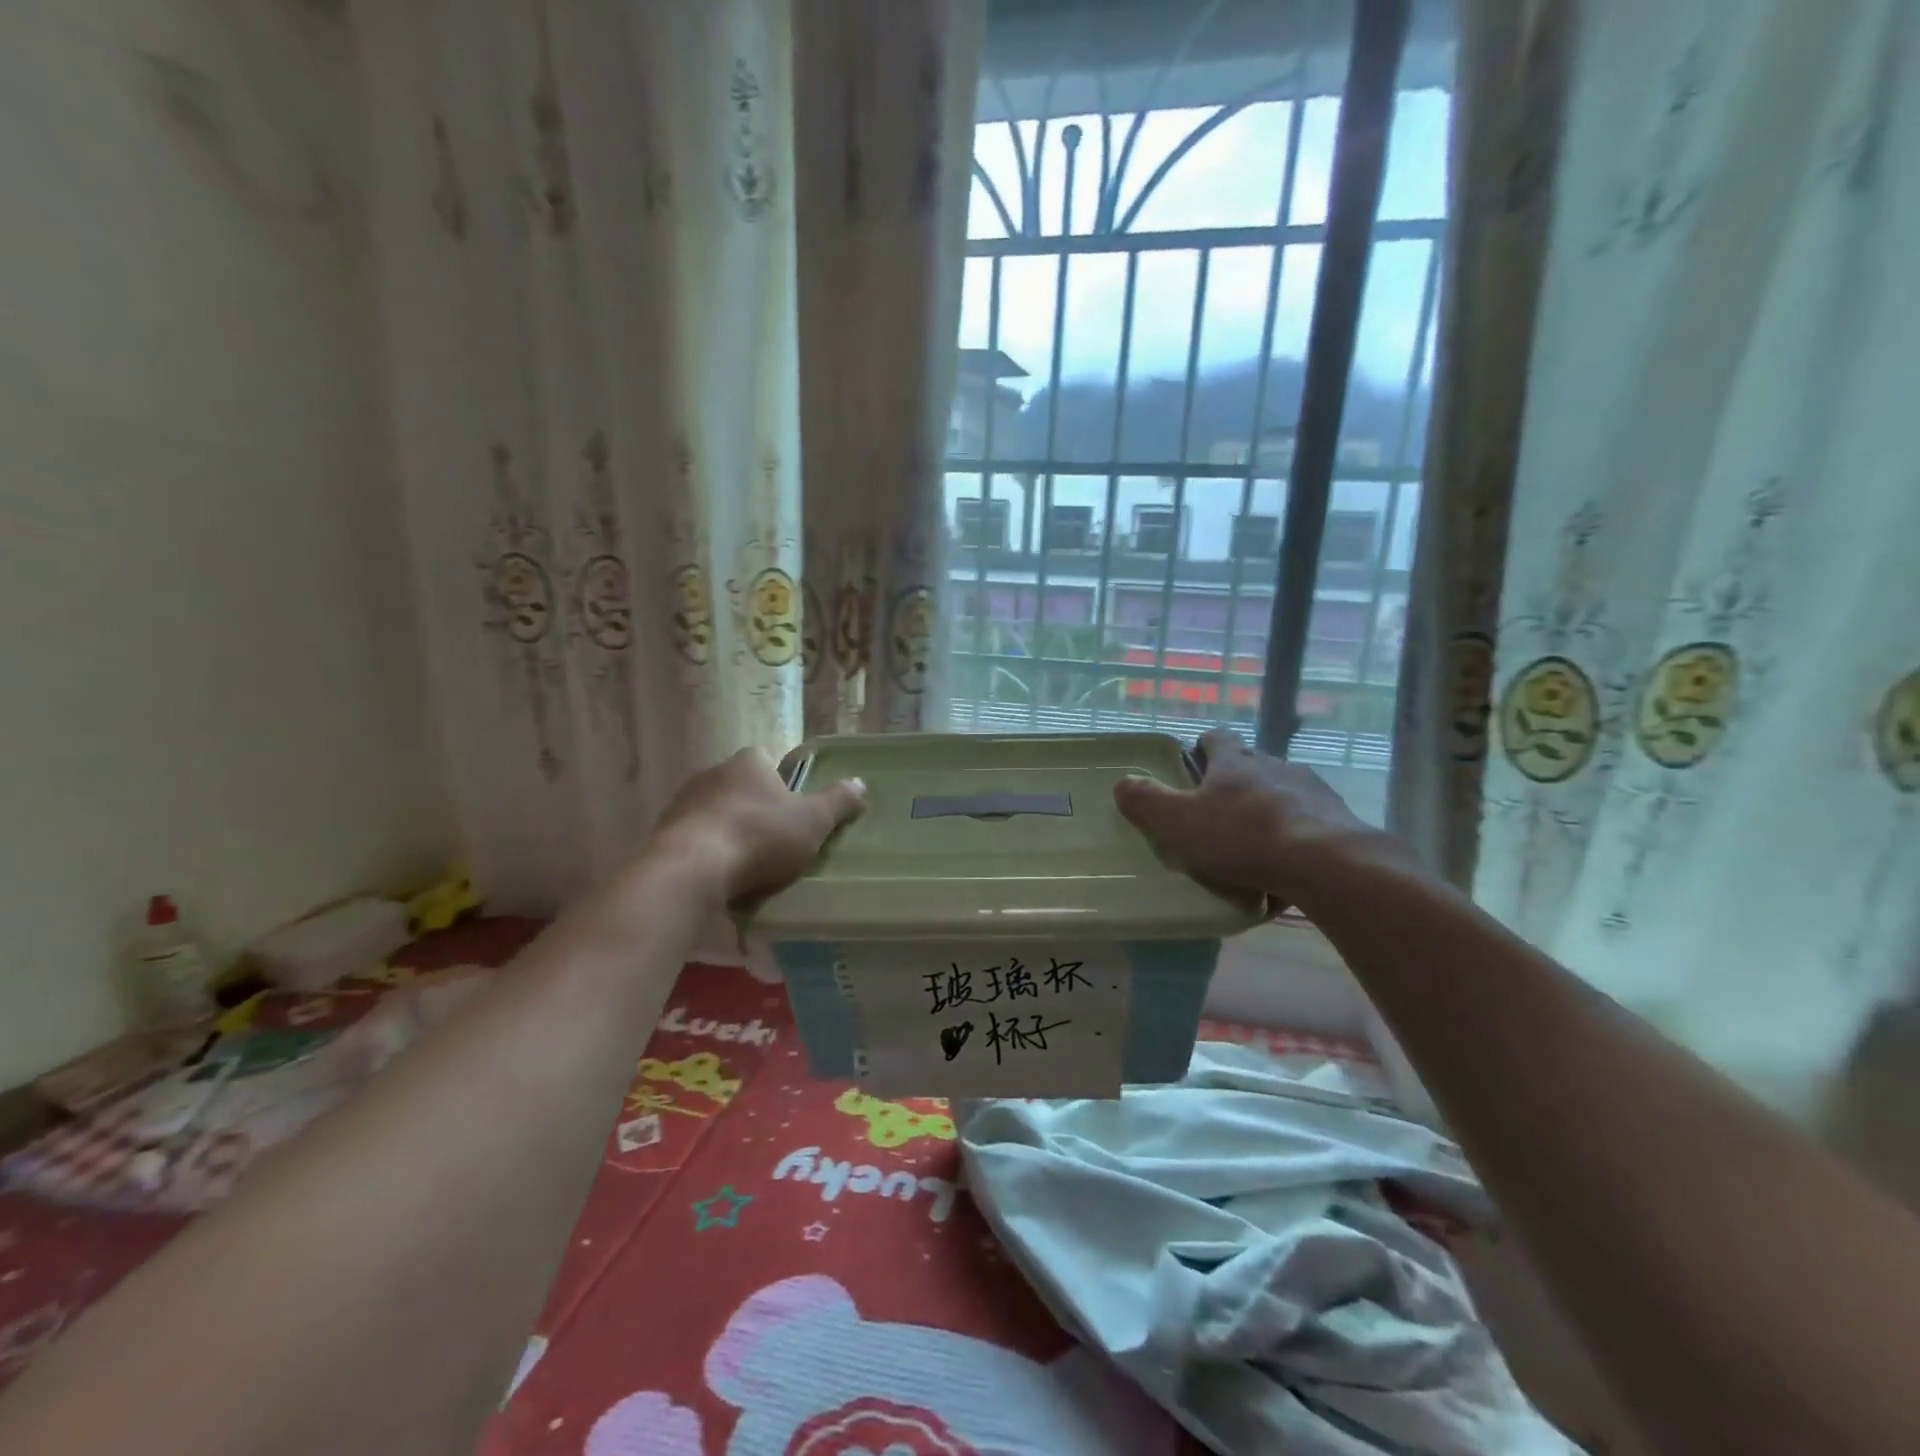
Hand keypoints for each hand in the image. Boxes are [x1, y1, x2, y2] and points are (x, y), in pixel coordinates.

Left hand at [651, 747, 865, 904]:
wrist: (691, 870)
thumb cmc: (759, 836)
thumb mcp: (813, 821)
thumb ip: (837, 802)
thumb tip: (859, 783)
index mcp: (748, 763)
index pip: (766, 758)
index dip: (781, 779)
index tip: (793, 805)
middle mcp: (711, 774)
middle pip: (739, 786)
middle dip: (755, 807)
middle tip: (776, 838)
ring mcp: (682, 805)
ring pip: (714, 814)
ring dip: (729, 833)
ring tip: (749, 866)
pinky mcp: (662, 836)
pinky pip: (694, 842)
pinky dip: (708, 855)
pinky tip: (721, 880)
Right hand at [1112, 728, 1404, 909]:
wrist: (1326, 864)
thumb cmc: (1241, 837)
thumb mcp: (1178, 822)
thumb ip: (1146, 801)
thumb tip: (1122, 782)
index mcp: (1233, 762)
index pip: (1215, 739)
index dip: (1201, 749)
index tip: (1191, 768)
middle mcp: (1273, 766)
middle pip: (1249, 765)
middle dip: (1233, 784)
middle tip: (1215, 815)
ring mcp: (1311, 790)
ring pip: (1281, 793)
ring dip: (1266, 811)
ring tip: (1253, 846)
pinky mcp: (1338, 820)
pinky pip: (1308, 824)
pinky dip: (1294, 838)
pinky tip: (1285, 868)